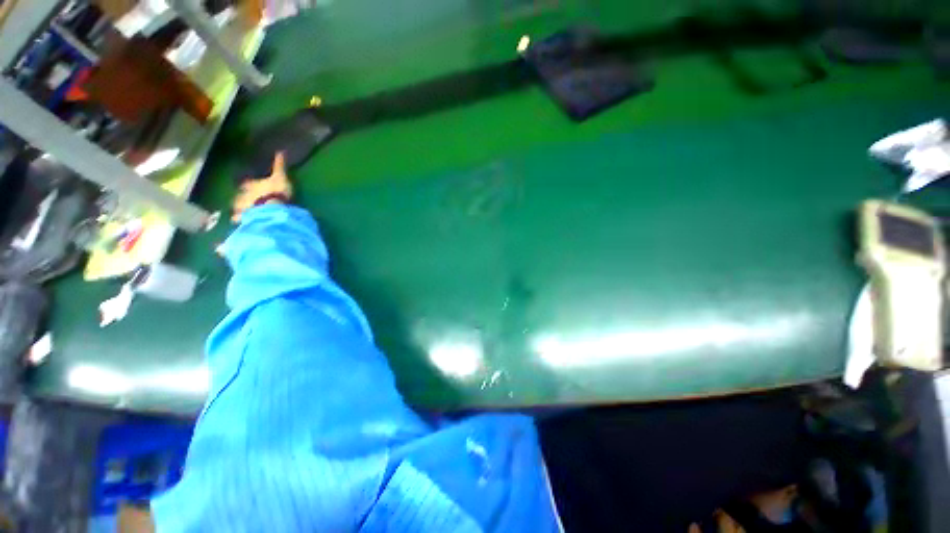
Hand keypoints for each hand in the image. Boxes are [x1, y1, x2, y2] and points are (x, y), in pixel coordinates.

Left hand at [232, 152, 292, 222]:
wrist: (272, 209)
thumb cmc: (276, 192)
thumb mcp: (281, 177)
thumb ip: (280, 166)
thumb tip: (281, 150)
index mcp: (251, 184)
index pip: (248, 182)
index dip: (248, 183)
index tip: (248, 183)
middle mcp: (243, 194)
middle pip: (240, 194)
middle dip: (242, 195)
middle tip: (245, 197)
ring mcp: (243, 207)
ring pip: (237, 206)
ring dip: (239, 207)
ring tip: (242, 209)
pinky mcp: (245, 218)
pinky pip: (239, 219)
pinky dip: (239, 219)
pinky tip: (240, 221)